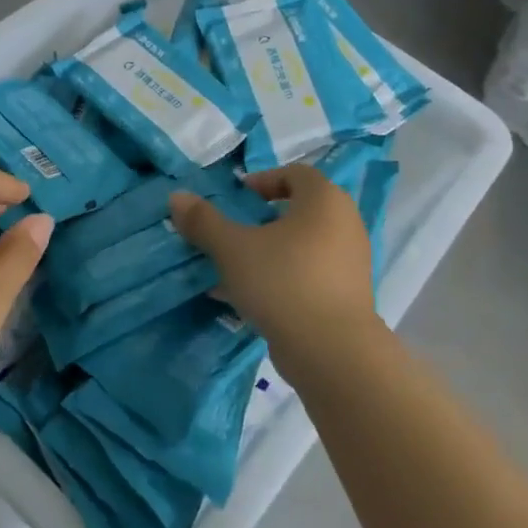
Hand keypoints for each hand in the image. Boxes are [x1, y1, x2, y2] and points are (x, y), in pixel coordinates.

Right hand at [169, 164, 377, 370]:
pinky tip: (249, 300)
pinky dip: (282, 278)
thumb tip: (177, 197)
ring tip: (234, 271)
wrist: (333, 353)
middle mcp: (345, 225)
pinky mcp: (348, 297)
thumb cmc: (282, 282)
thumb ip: (204, 221)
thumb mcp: (233, 248)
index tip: (237, 198)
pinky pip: (309, 275)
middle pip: (299, 210)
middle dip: (262, 220)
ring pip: (302, 246)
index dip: (264, 180)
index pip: (296, 174)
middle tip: (234, 233)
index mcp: (324, 200)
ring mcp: (351, 263)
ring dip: (269, 252)